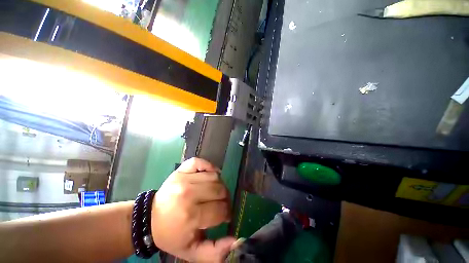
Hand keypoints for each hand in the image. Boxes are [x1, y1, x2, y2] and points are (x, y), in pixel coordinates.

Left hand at [151, 158, 234, 261]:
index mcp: (190, 216)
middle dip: (225, 198)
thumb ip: (215, 252)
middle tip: (221, 203)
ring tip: (214, 192)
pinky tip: (210, 174)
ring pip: (215, 176)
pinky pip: (201, 162)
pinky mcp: (181, 170)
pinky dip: (209, 166)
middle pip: (220, 189)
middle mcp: (188, 194)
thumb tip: (236, 241)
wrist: (149, 219)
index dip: (227, 214)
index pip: (221, 210)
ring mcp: (184, 178)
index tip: (225, 216)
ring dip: (219, 184)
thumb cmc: (172, 235)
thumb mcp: (192, 252)